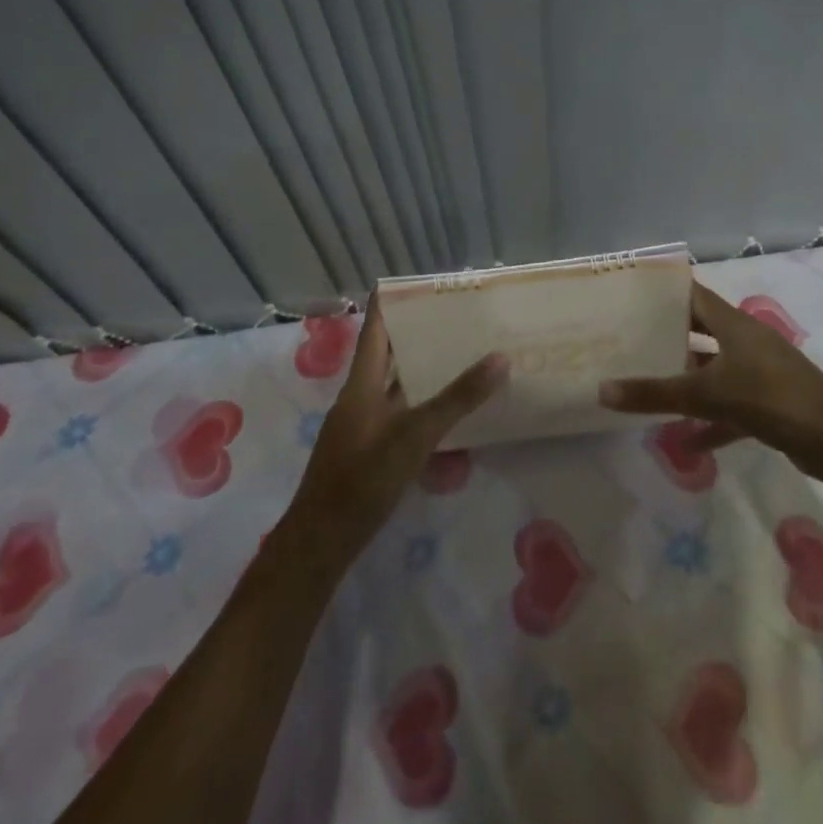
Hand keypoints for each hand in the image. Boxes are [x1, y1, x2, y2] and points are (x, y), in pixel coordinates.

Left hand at [281, 301, 507, 562]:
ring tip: (460, 357)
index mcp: (361, 384)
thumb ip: (457, 398)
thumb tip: (500, 358)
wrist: (322, 540)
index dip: (390, 303)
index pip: (374, 329)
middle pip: (387, 355)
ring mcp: (363, 426)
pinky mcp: (369, 451)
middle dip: (417, 336)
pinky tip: (448, 415)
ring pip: (396, 388)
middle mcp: (360, 398)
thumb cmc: (363, 478)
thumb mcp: (415, 435)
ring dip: (422, 373)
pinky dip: (422, 408)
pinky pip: (400, 416)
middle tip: (455, 318)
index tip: (417, 283)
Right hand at [597, 282, 822, 481]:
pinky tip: (685, 443)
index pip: (692, 295)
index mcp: (734, 325)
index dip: (663, 292)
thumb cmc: (772, 399)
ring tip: (646, 386)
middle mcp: (745, 341)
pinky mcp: (768, 404)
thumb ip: (656, 394)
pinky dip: (709, 421)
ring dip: (685, 380)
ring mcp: (759, 372)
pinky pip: (729, 407)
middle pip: (700, 331)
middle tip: (627, 341)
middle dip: (667, 337)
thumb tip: (602, 390)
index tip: (628, 295)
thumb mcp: (708, 395)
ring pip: (713, 370)